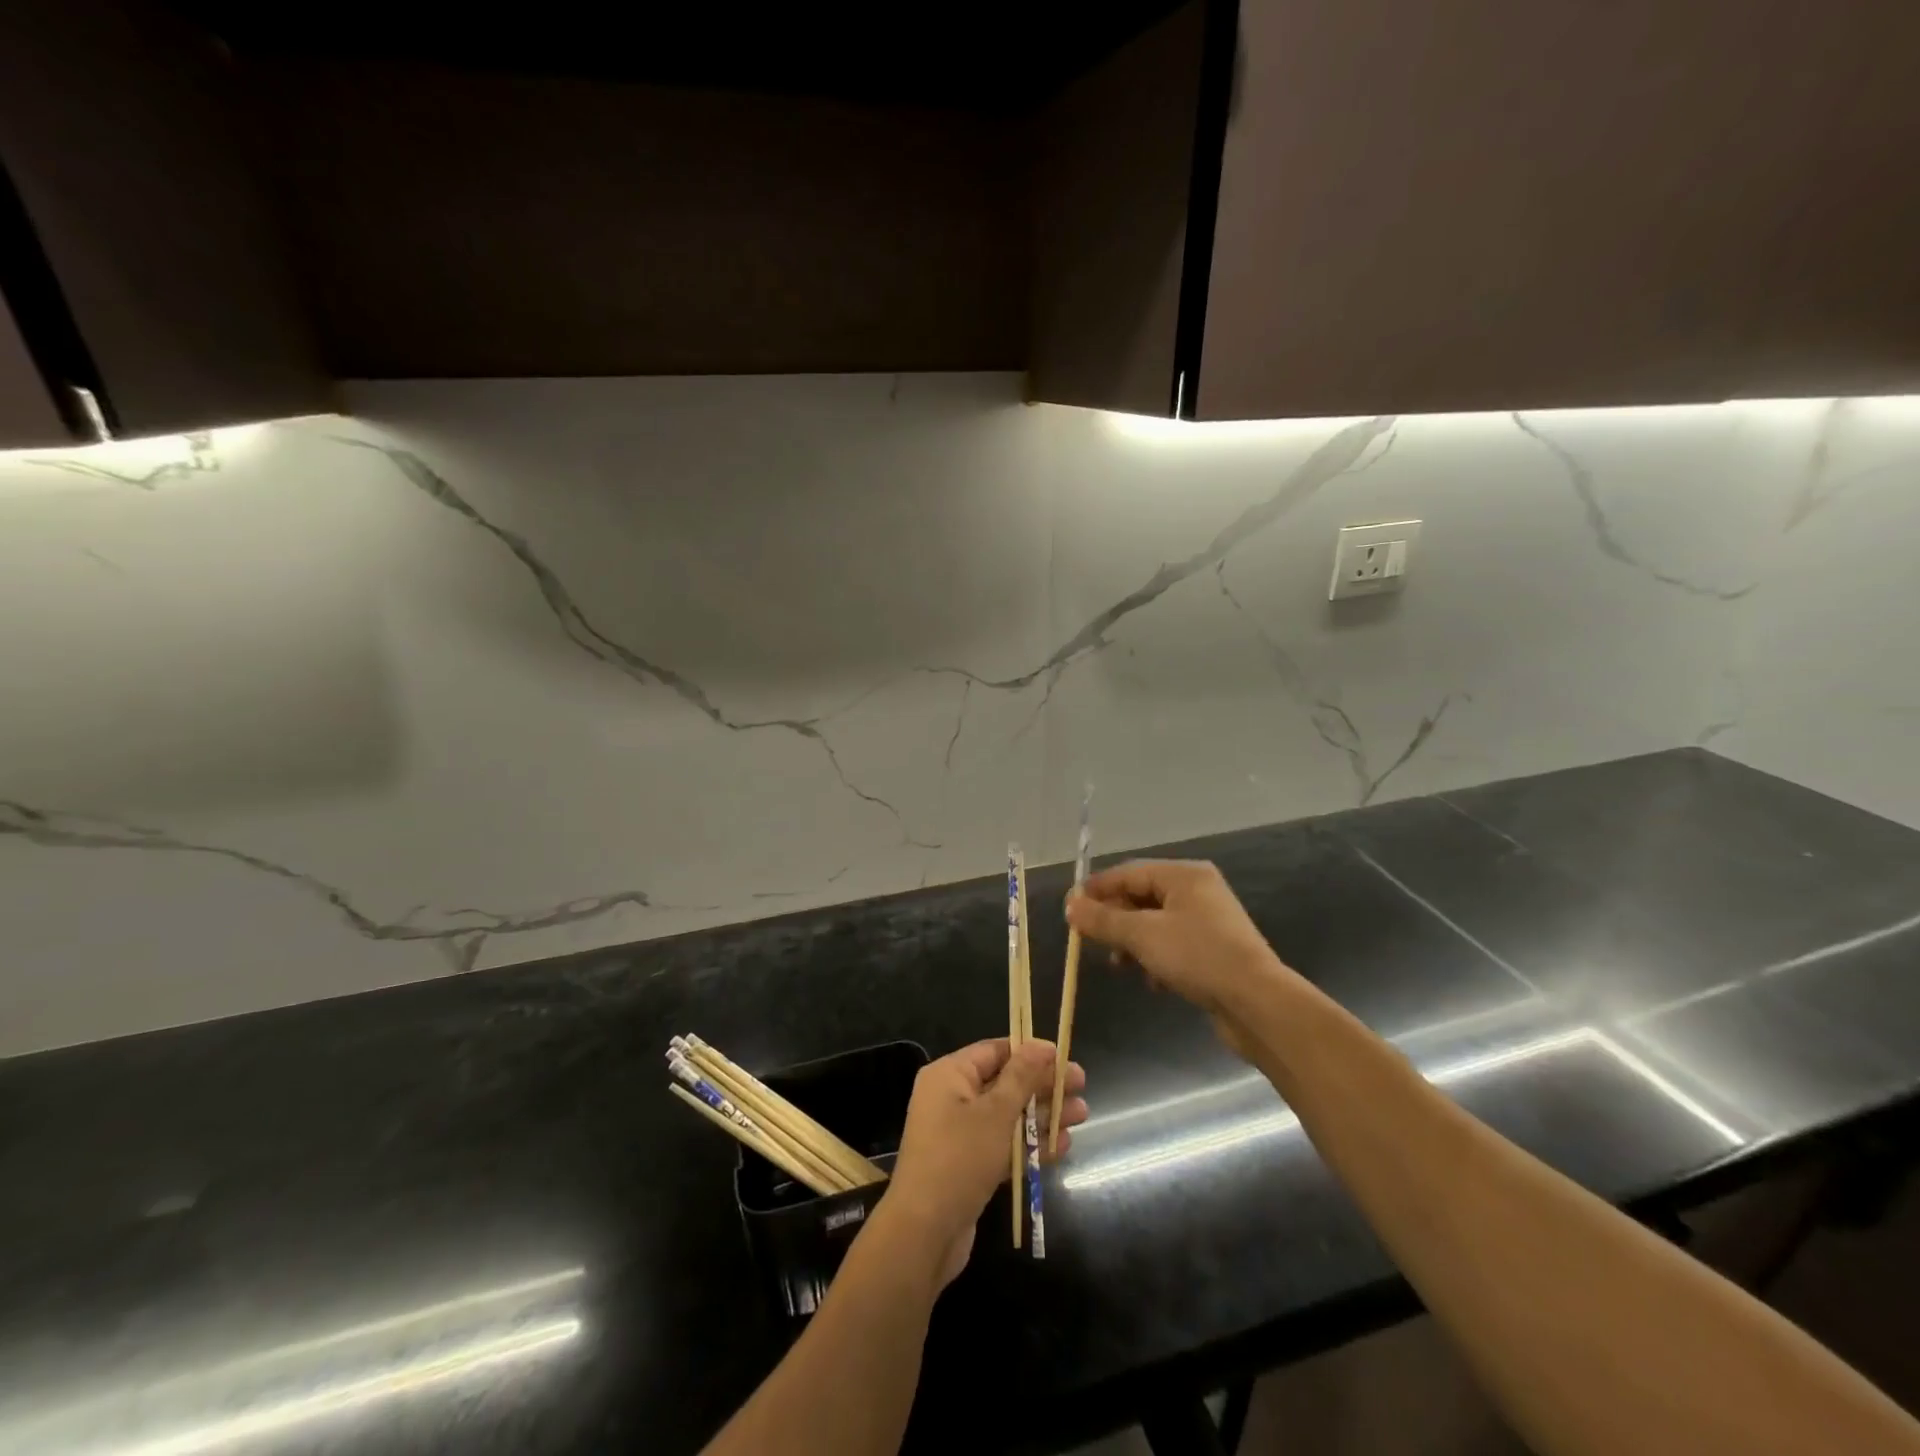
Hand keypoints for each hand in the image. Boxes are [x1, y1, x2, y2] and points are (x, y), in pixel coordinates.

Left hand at [882, 1039, 1086, 1285]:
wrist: (924, 1233)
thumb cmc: (959, 1158)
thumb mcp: (995, 1112)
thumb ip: (1022, 1077)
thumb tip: (1041, 1044)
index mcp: (949, 1075)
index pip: (995, 1051)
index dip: (1030, 1052)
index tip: (1064, 1056)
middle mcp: (952, 1098)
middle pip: (1005, 1082)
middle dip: (1044, 1085)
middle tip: (1082, 1085)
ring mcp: (960, 1134)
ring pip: (1009, 1115)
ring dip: (1044, 1114)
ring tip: (1083, 1114)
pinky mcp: (969, 1165)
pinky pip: (1004, 1144)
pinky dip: (1031, 1143)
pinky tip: (1063, 1145)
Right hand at [1066, 860, 1294, 1056]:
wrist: (1257, 1004)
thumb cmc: (1197, 957)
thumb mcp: (1142, 935)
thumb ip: (1103, 919)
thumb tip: (1070, 906)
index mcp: (1184, 875)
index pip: (1129, 873)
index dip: (1097, 889)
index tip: (1069, 909)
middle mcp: (1197, 891)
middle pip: (1141, 897)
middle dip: (1114, 919)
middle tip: (1088, 940)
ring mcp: (1208, 922)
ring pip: (1154, 924)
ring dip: (1132, 943)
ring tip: (1118, 965)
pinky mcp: (1213, 951)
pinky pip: (1172, 945)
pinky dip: (1155, 958)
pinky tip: (1151, 981)